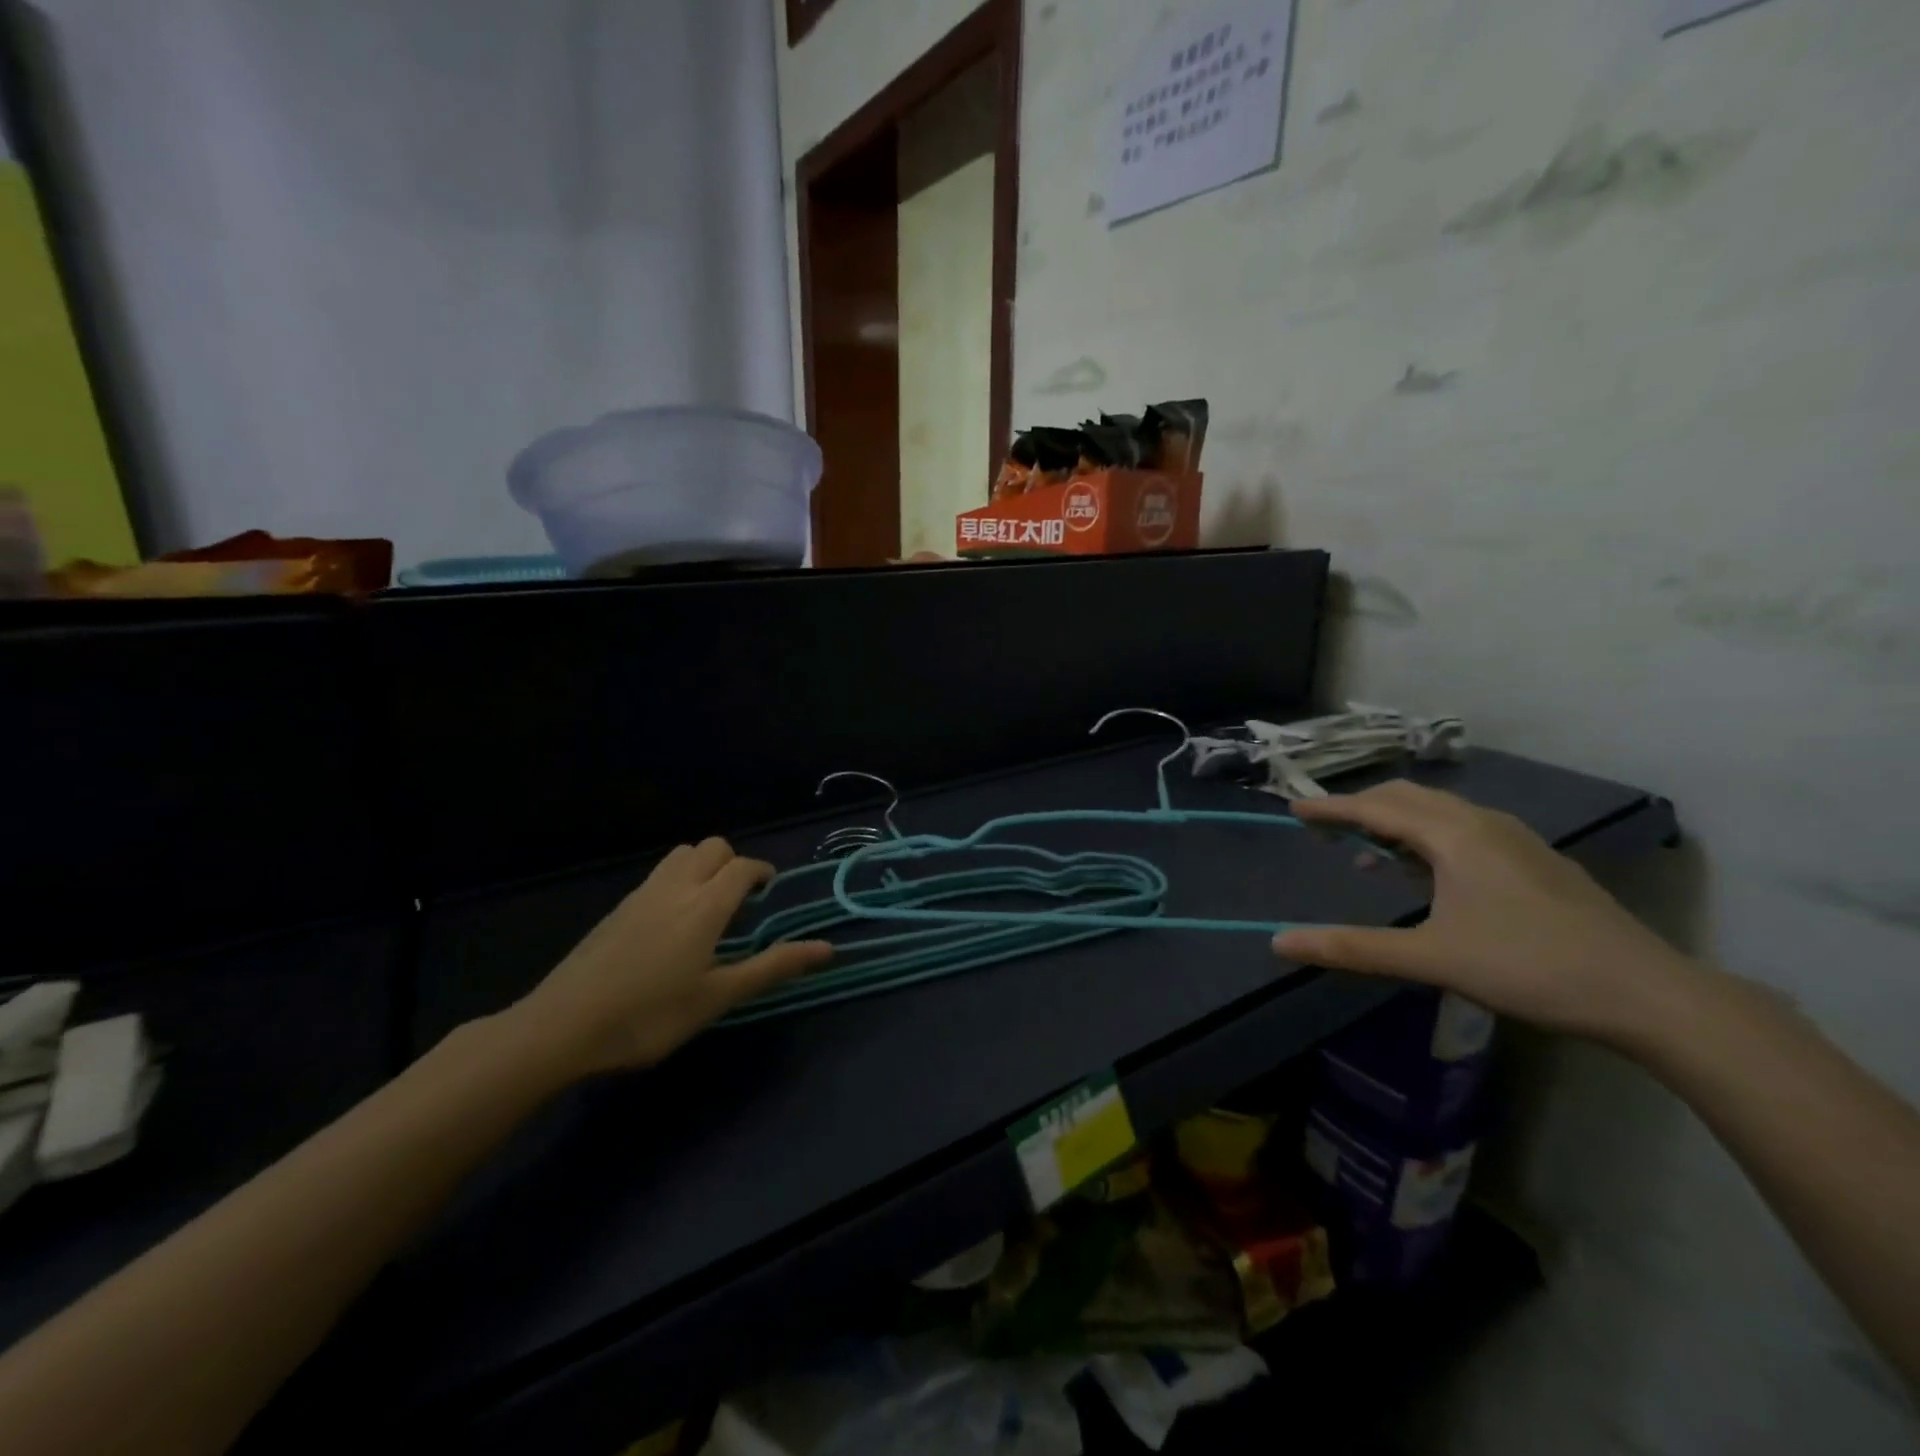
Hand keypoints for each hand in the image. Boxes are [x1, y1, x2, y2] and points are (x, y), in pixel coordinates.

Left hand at [510, 838, 831, 1077]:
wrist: (561, 1027)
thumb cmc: (650, 1016)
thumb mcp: (718, 997)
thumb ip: (773, 968)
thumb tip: (828, 948)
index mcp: (704, 906)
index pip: (742, 867)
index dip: (762, 872)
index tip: (769, 891)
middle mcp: (675, 887)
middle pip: (711, 848)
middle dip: (734, 862)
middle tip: (741, 901)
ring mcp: (641, 895)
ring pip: (681, 856)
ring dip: (703, 866)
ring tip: (708, 907)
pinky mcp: (617, 909)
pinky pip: (658, 875)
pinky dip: (677, 881)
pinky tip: (671, 924)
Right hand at [1273, 781, 1696, 1042]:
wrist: (1647, 994)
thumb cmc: (1529, 968)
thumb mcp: (1431, 959)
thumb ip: (1352, 947)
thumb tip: (1279, 943)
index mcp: (1455, 835)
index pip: (1376, 807)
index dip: (1331, 808)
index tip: (1294, 810)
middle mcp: (1484, 823)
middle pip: (1407, 798)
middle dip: (1361, 808)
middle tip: (1325, 830)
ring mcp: (1516, 839)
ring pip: (1440, 811)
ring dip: (1396, 822)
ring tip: (1369, 853)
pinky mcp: (1535, 859)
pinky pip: (1464, 827)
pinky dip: (1428, 836)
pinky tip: (1429, 873)